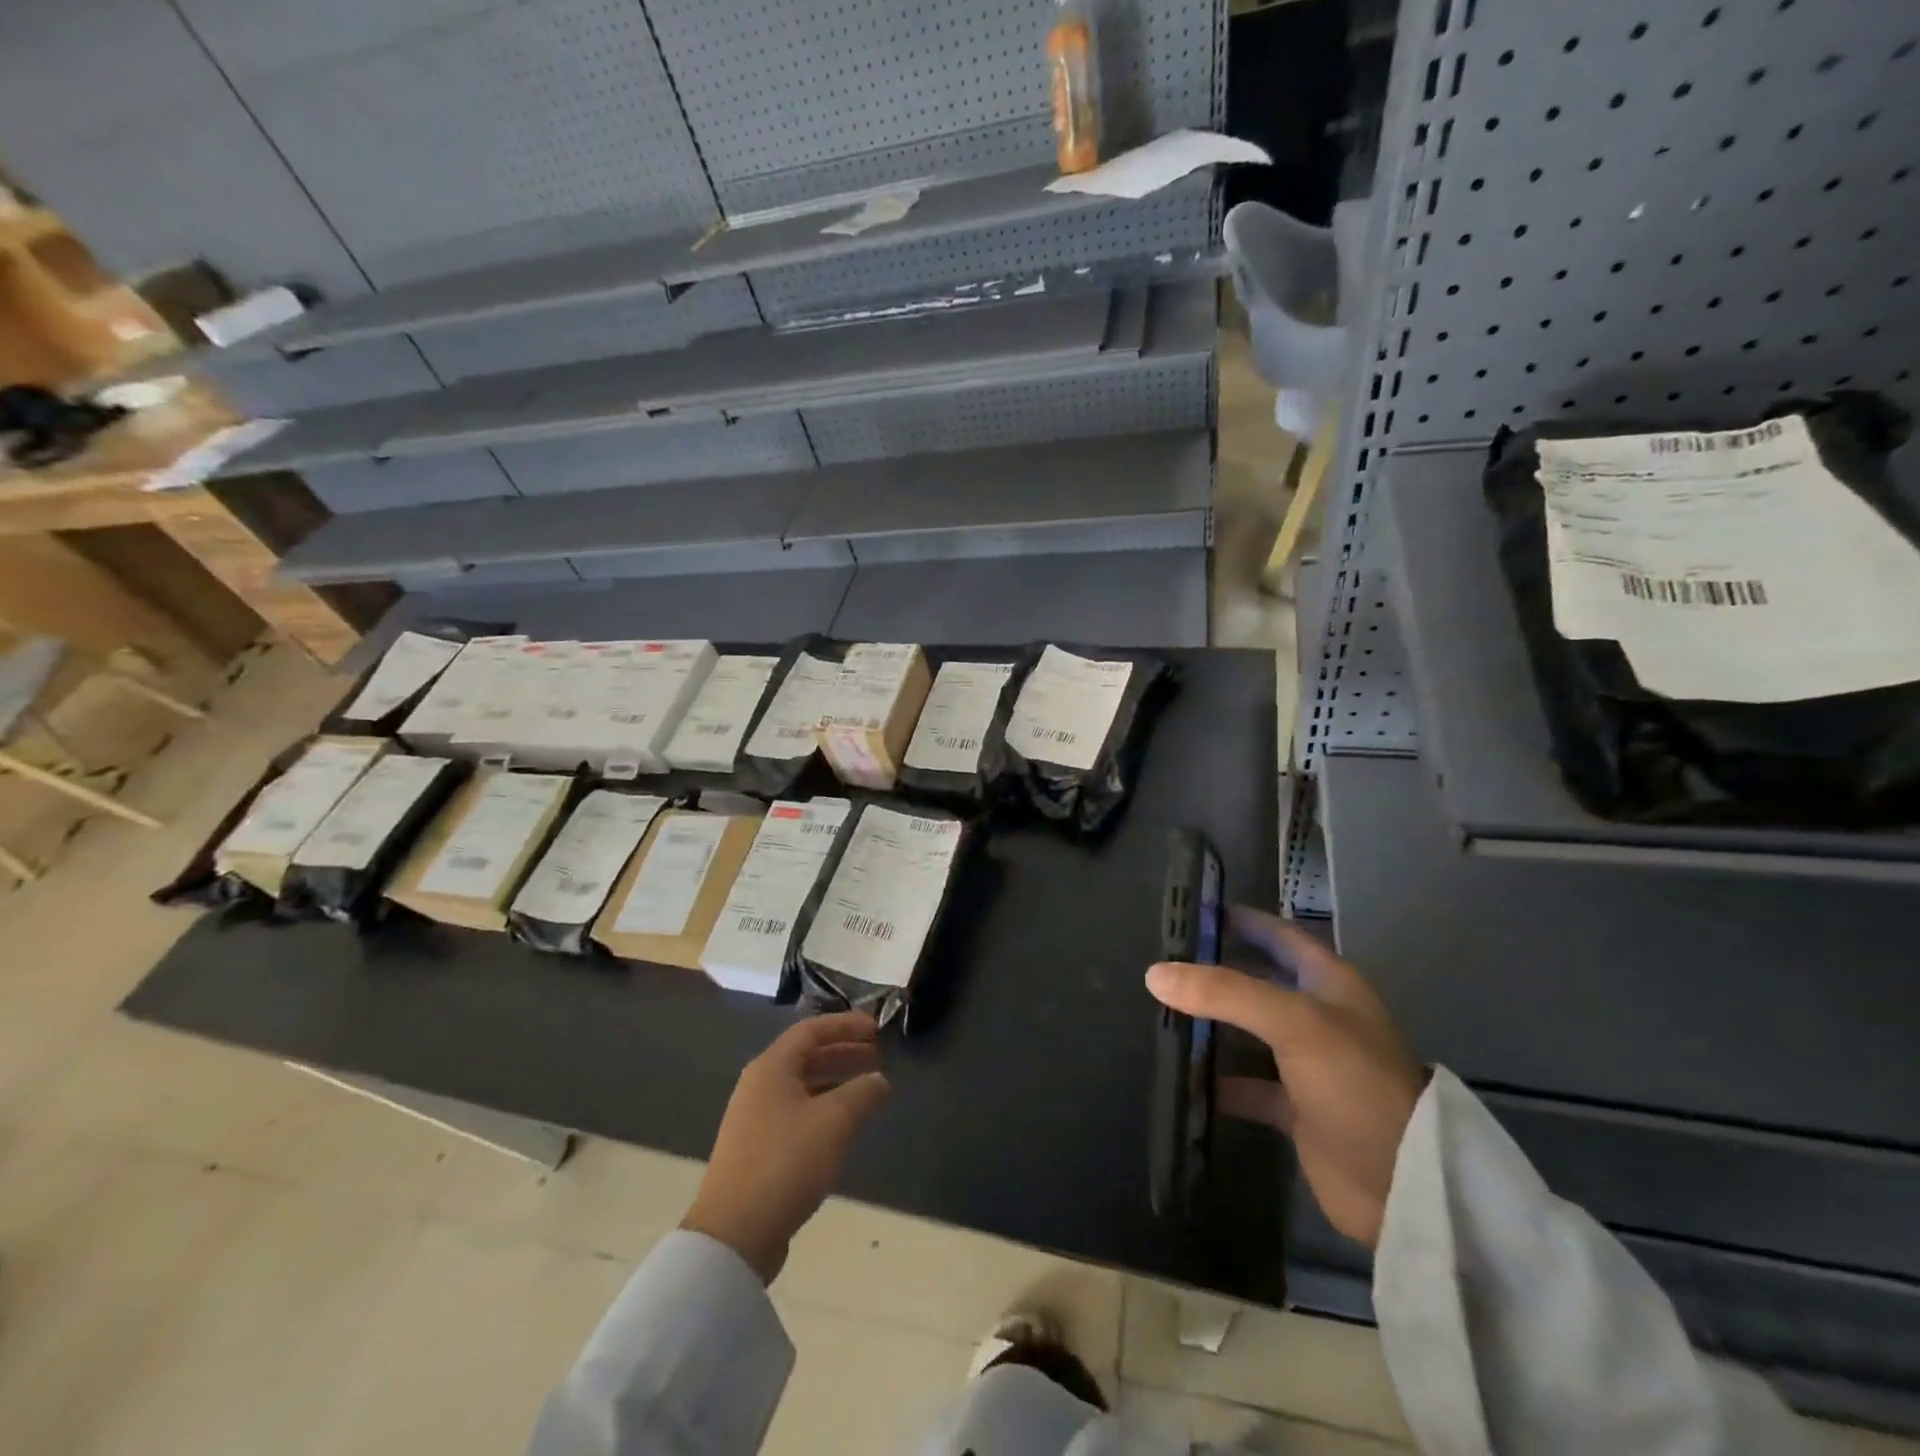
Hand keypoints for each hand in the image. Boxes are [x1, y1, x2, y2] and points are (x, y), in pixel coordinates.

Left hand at [682, 1012, 890, 1282]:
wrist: (735, 1234)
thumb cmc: (786, 1162)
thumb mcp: (834, 1122)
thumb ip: (862, 1093)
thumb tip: (879, 1079)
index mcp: (771, 1068)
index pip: (811, 1030)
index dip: (845, 1025)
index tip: (876, 1029)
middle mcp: (759, 1086)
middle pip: (805, 1056)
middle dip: (843, 1052)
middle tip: (877, 1056)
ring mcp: (754, 1119)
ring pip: (802, 1086)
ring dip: (835, 1081)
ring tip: (867, 1089)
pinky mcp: (756, 1150)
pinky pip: (796, 1112)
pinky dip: (823, 1107)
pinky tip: (842, 1126)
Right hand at [1147, 906, 1427, 1249]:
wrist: (1403, 1186)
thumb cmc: (1355, 1084)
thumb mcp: (1294, 1023)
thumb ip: (1224, 993)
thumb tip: (1154, 974)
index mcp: (1327, 982)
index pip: (1277, 933)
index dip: (1239, 918)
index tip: (1189, 911)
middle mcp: (1316, 1016)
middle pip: (1256, 979)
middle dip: (1214, 969)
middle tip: (1160, 960)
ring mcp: (1306, 1063)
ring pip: (1246, 1030)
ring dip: (1210, 1023)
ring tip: (1157, 1010)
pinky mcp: (1294, 1108)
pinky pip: (1245, 1084)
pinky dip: (1216, 1081)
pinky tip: (1179, 1077)